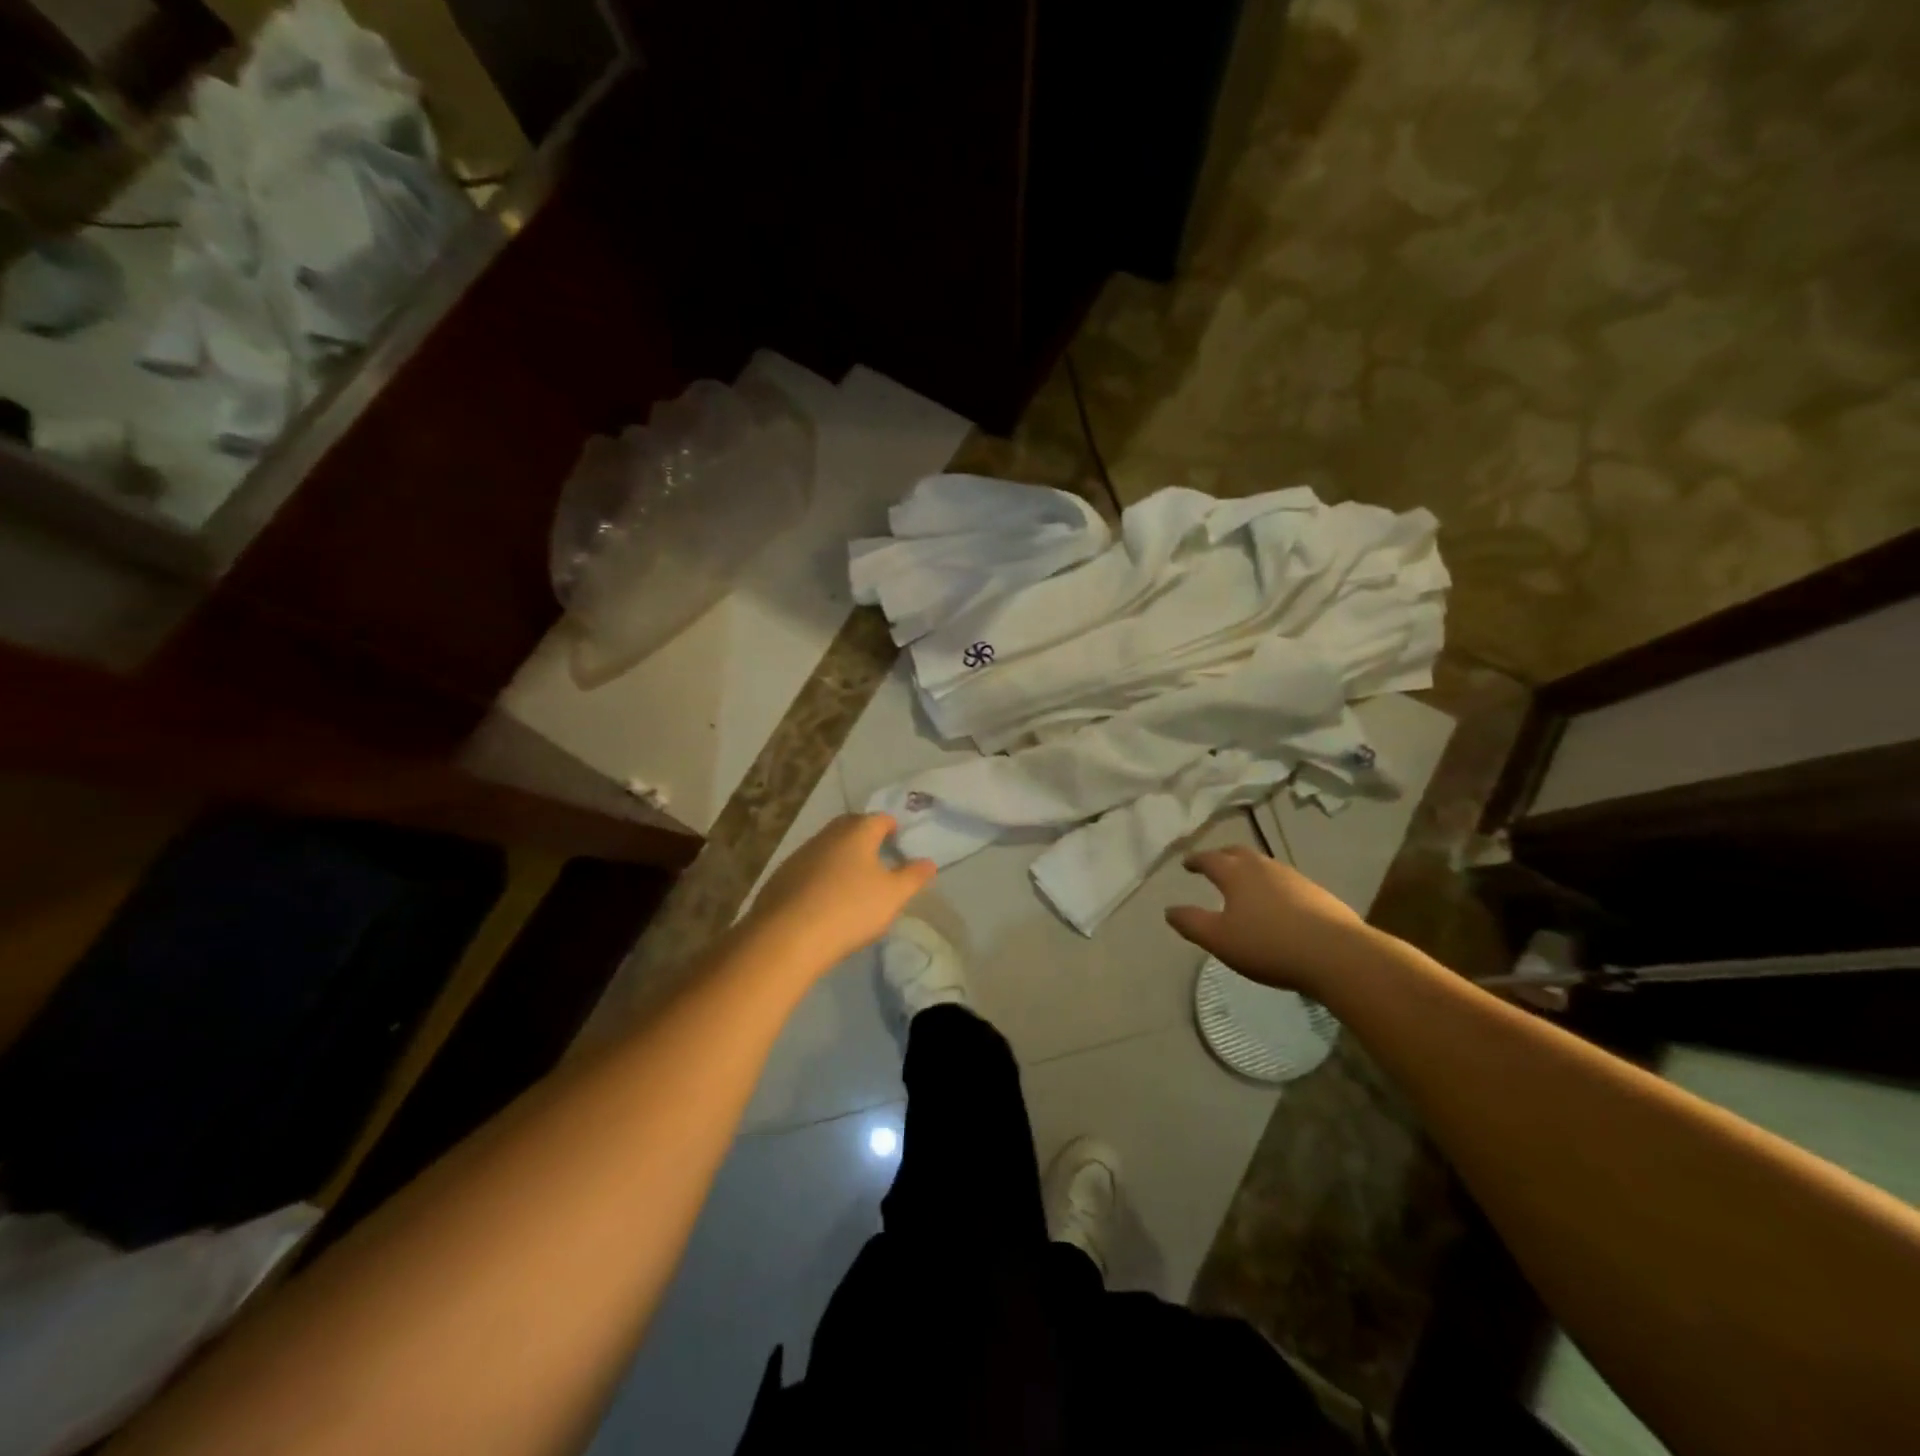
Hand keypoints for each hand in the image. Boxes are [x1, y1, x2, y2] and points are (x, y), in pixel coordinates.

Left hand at [744, 813, 935, 971]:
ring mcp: (800, 854)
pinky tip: (824, 897)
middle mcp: (827, 835)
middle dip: (864, 835)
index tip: (899, 839)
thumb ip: (913, 877)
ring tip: (852, 878)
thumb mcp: (893, 896)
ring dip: (840, 856)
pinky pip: (808, 868)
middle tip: (878, 853)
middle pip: (850, 826)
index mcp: (857, 833)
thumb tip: (928, 862)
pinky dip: (820, 875)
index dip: (892, 826)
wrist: (788, 936)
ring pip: (827, 846)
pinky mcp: (781, 877)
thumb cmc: (850, 909)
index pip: (879, 819)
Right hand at [1166, 844, 1373, 994]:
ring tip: (1244, 882)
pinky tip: (1277, 903)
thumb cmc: (1268, 945)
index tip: (1186, 864)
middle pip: (1239, 853)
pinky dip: (1273, 886)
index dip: (1196, 860)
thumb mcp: (1219, 939)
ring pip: (1265, 865)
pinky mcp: (1318, 894)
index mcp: (1236, 874)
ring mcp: (1294, 878)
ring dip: (1250, 869)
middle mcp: (1264, 867)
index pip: (1210, 859)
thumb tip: (1169, 910)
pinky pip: (1286, 882)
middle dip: (1223, 856)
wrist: (1336, 955)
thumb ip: (1191, 923)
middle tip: (1214, 863)